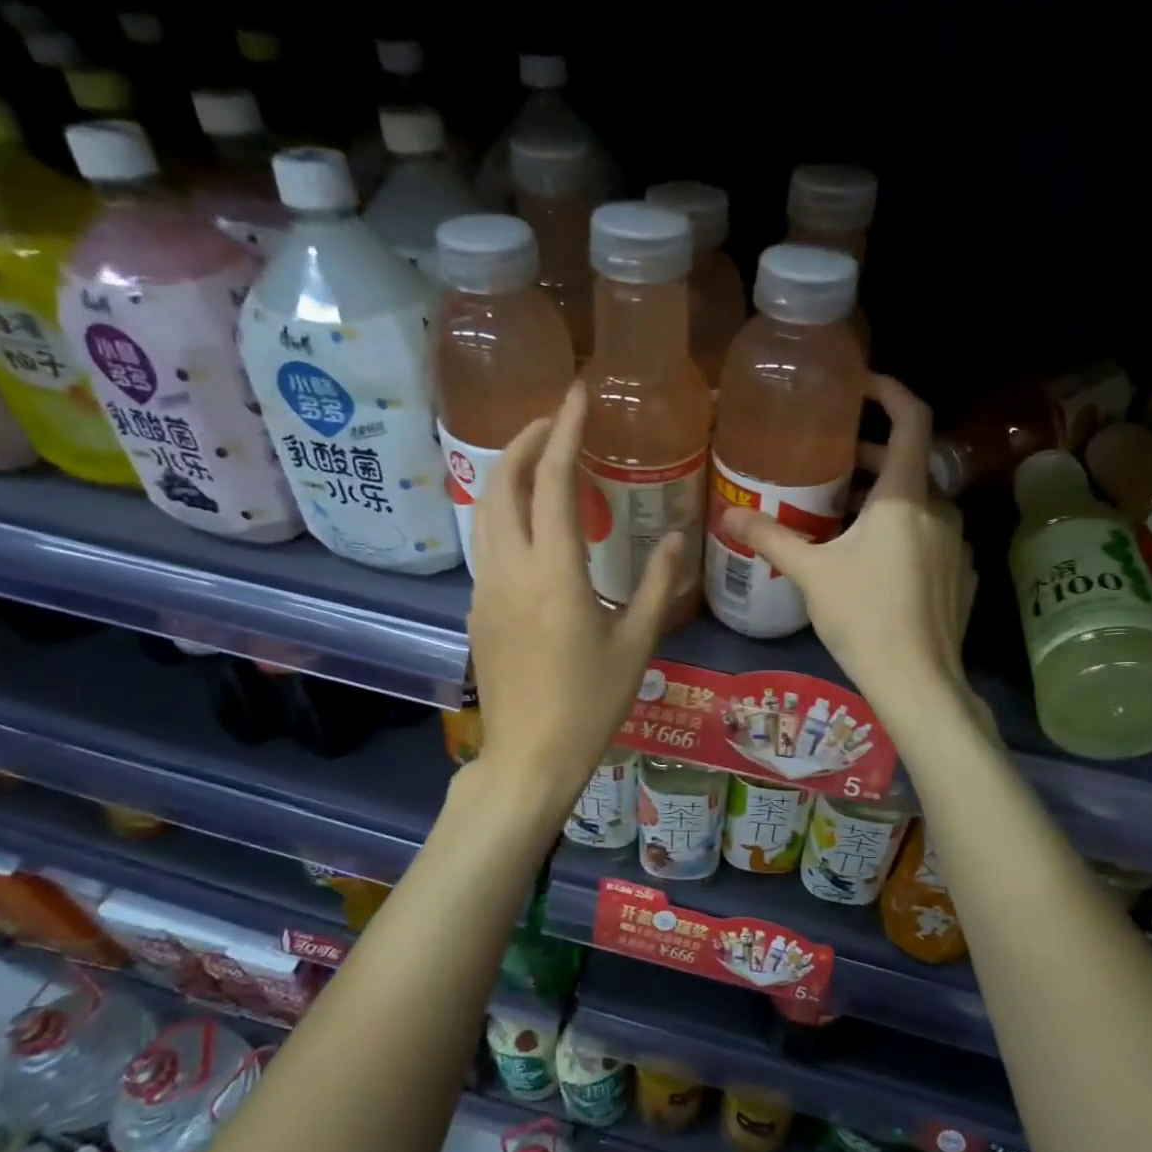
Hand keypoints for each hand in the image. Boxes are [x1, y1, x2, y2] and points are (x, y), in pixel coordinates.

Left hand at [468, 381, 682, 806]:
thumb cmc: (590, 704)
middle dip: (527, 441)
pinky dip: (506, 512)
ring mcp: (485, 587)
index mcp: (554, 573)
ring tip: (544, 462)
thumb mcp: (636, 643)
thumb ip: (659, 584)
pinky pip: (486, 542)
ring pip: (486, 509)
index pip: (555, 482)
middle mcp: (509, 569)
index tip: (577, 394)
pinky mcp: (476, 608)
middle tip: (559, 422)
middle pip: (502, 482)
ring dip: (511, 474)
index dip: (566, 431)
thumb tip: (675, 537)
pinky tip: (533, 524)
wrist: (529, 757)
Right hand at [721, 376, 976, 722]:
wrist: (918, 681)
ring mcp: (956, 544)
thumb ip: (771, 538)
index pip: (911, 419)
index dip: (889, 392)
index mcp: (905, 497)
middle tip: (829, 464)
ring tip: (839, 516)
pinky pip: (928, 536)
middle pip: (907, 464)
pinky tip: (872, 562)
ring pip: (917, 504)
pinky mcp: (960, 575)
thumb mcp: (811, 573)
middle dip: (869, 458)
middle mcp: (939, 510)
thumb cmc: (863, 616)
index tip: (861, 386)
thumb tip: (728, 516)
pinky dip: (901, 532)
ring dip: (881, 499)